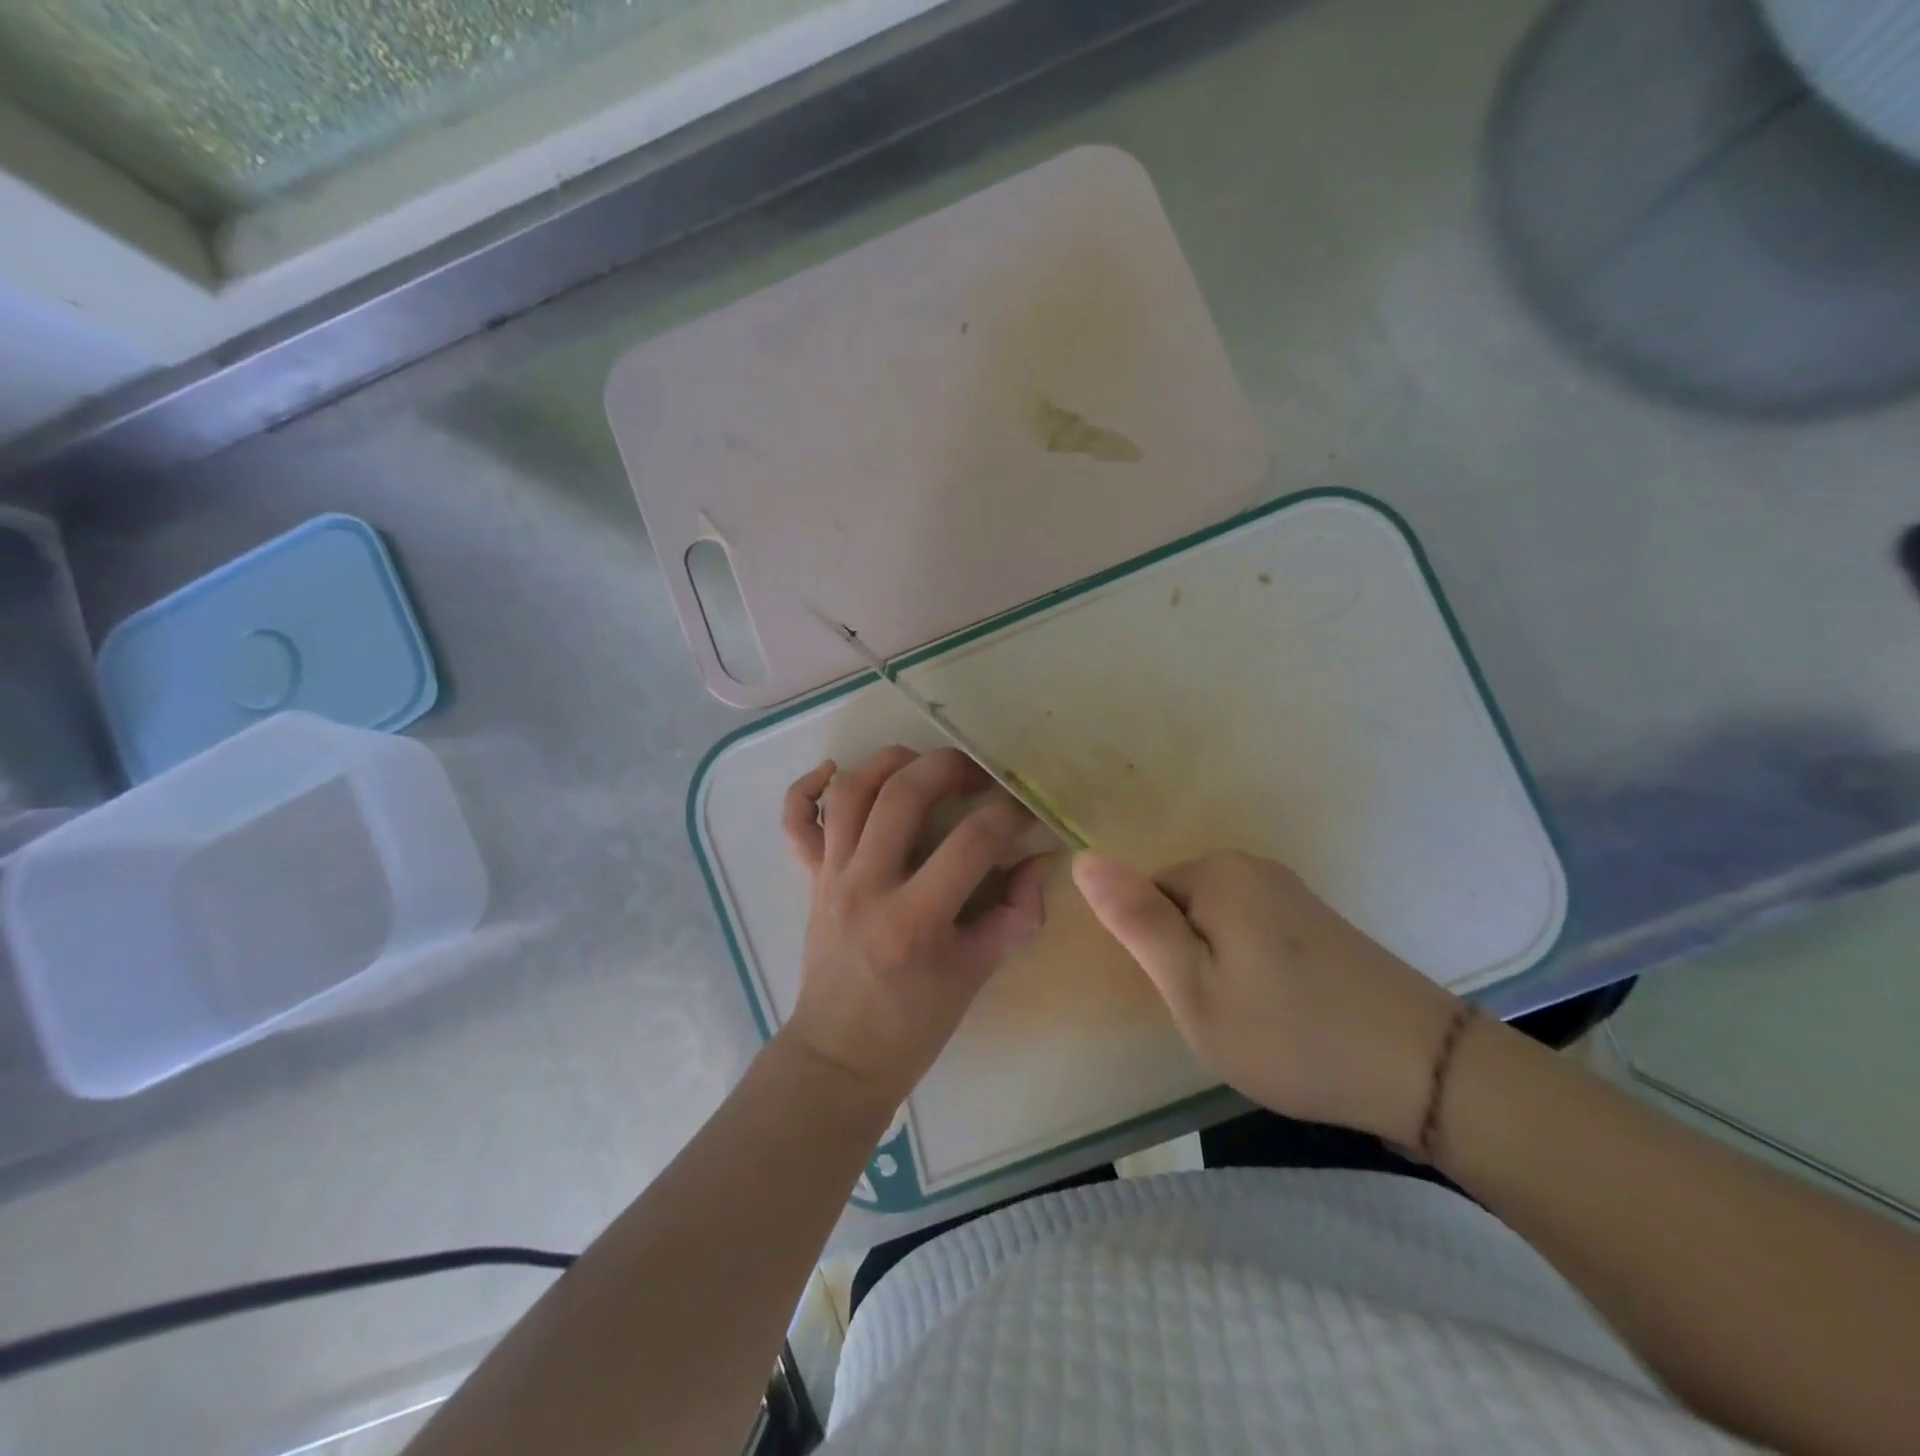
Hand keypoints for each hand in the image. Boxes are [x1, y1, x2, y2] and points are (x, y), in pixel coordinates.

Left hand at [777, 747, 1050, 1106]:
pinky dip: (806, 787)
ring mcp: (831, 878)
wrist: (839, 1056)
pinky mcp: (810, 880)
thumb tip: (1040, 861)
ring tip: (921, 763)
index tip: (1025, 812)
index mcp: (916, 918)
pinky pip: (795, 822)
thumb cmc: (913, 1024)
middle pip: (903, 796)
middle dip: (949, 768)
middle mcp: (867, 885)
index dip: (1008, 815)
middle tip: (977, 773)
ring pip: (851, 793)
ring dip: (888, 762)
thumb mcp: (977, 975)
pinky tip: (834, 770)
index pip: (972, 841)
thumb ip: (1017, 915)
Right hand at [1072, 850, 1460, 1144]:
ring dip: (1221, 969)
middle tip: (1223, 1016)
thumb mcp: (1193, 988)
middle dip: (1189, 961)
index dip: (1159, 955)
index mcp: (1217, 873)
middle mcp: (1254, 866)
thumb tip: (1083, 858)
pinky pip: (1254, 935)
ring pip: (1217, 927)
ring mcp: (1291, 892)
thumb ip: (1136, 921)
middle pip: (1182, 908)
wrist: (1423, 1071)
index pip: (1145, 898)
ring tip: (1256, 1020)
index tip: (1193, 998)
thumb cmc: (1289, 1033)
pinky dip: (1255, 972)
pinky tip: (1287, 1012)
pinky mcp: (1318, 921)